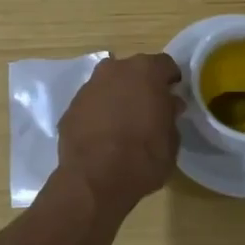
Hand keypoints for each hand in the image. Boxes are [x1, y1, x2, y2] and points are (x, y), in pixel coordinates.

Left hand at [56, 53, 180, 211]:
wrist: (94, 180)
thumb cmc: (143, 158)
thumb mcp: (172, 140)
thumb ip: (170, 115)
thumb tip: (168, 105)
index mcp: (145, 71)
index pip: (165, 65)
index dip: (171, 80)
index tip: (173, 96)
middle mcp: (115, 69)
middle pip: (133, 71)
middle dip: (142, 85)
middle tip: (149, 109)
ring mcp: (89, 86)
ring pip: (109, 85)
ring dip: (117, 97)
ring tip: (124, 123)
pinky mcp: (70, 107)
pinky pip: (91, 104)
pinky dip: (98, 113)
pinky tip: (103, 136)